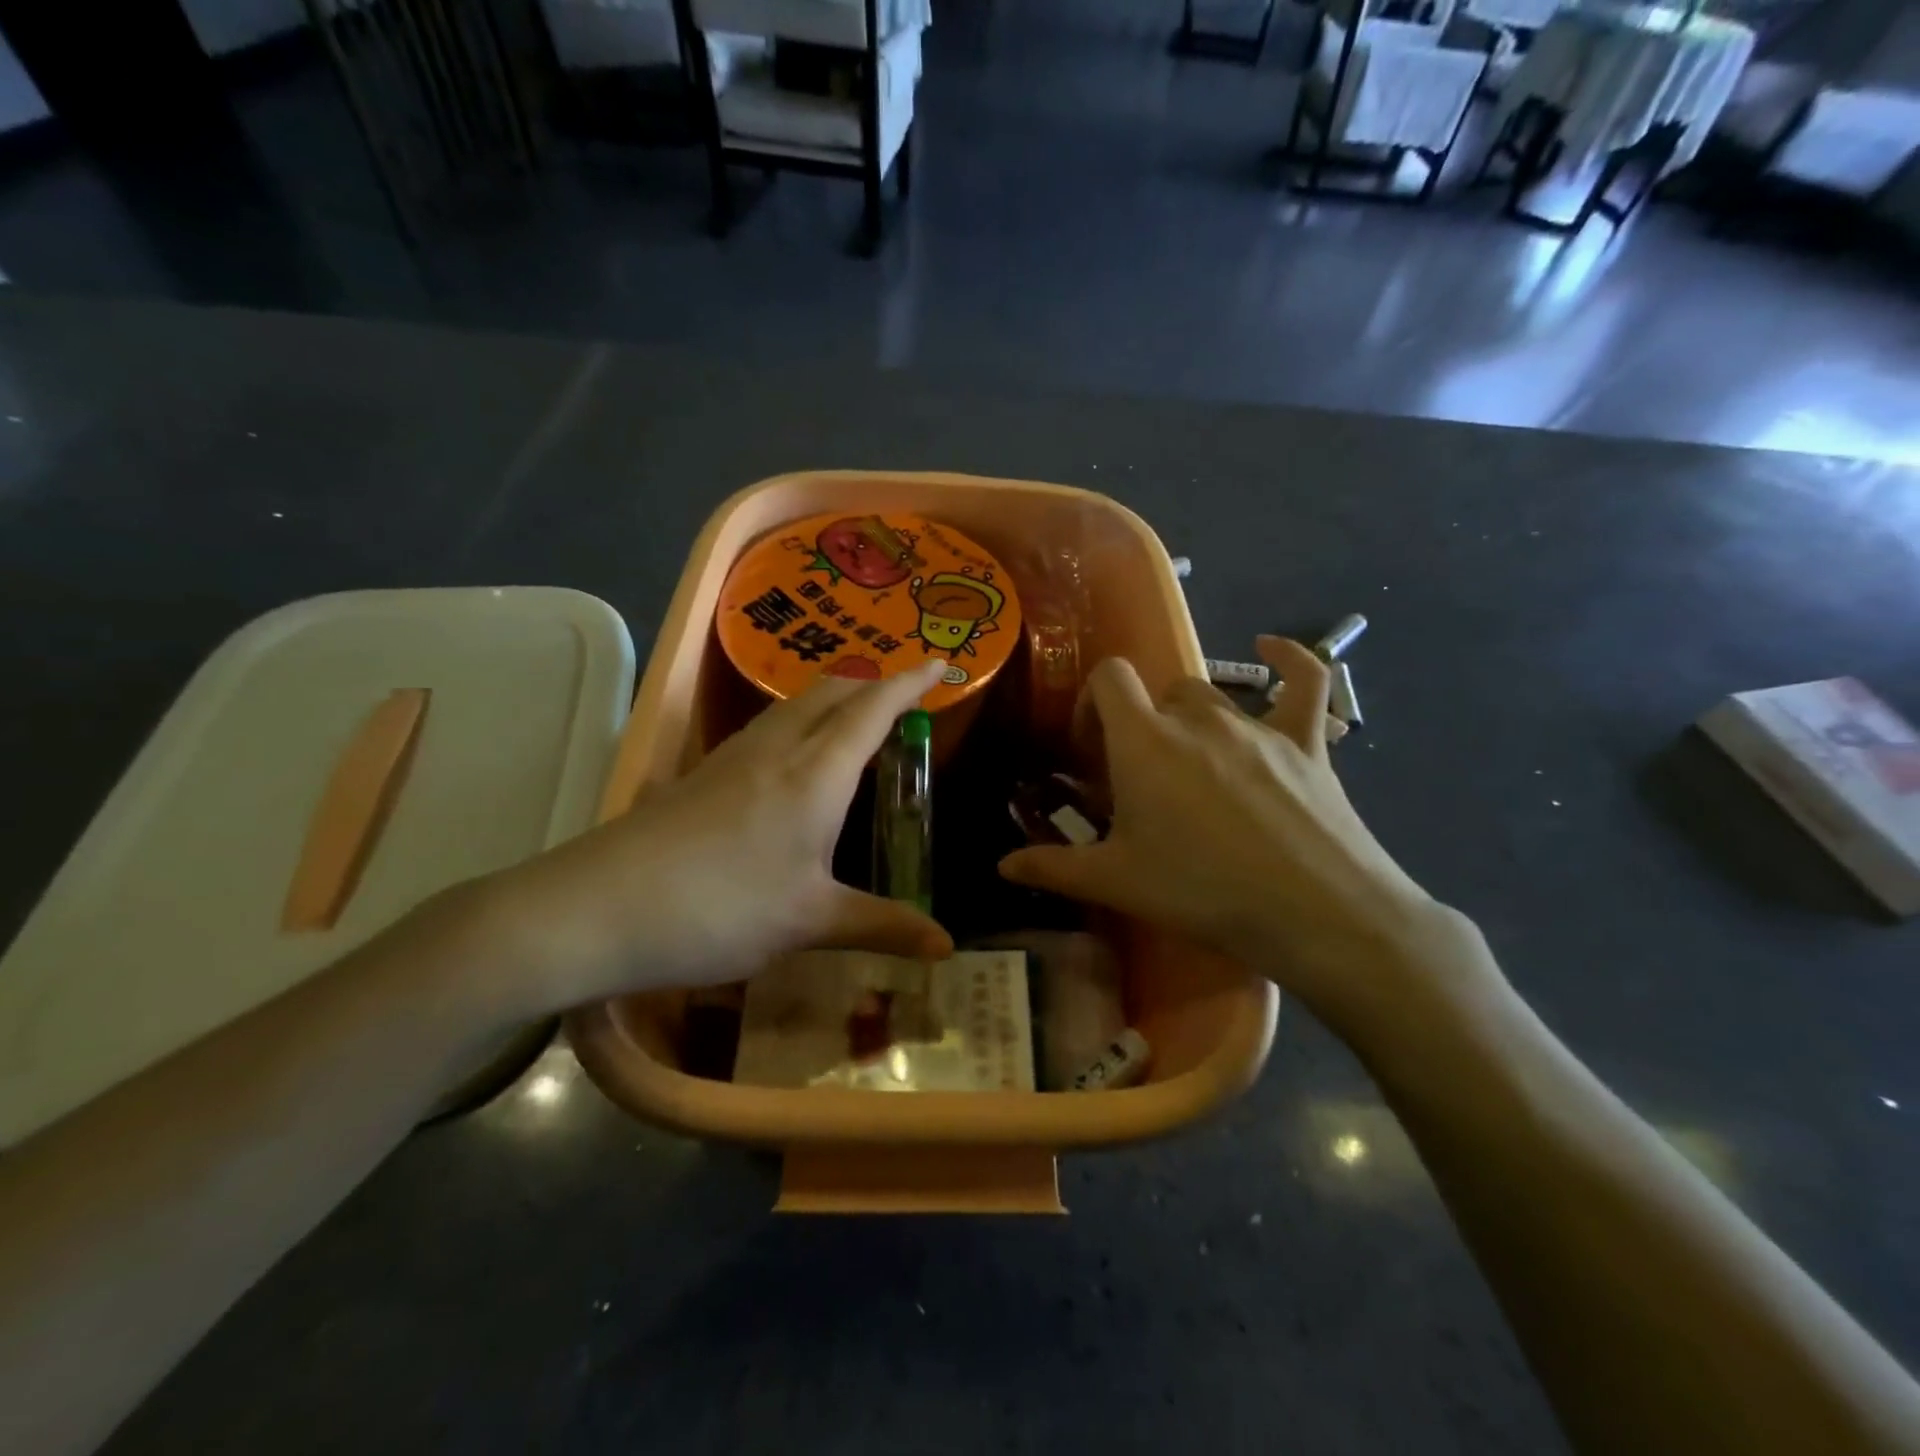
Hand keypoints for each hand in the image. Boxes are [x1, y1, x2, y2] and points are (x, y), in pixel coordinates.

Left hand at [469, 660, 953, 1019]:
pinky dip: (801, 721)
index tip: (942, 662)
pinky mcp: (701, 774)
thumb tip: (947, 946)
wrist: (595, 909)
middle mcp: (776, 748)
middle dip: (874, 682)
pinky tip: (793, 757)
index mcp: (815, 773)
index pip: (873, 708)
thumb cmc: (719, 909)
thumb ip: (881, 925)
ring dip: (834, 697)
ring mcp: (732, 756)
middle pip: (832, 691)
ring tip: (857, 717)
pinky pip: (767, 726)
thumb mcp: (809, 921)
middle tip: (905, 695)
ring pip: (795, 704)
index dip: (911, 681)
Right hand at [999, 638, 1470, 1034]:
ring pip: (1210, 697)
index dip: (1093, 705)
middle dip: (1142, 725)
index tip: (1091, 752)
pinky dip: (1288, 660)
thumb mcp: (1117, 882)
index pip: (1108, 679)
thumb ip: (1053, 868)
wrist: (1315, 913)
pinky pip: (1302, 682)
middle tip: (1142, 781)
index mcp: (1144, 740)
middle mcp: (1196, 717)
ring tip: (1192, 769)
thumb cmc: (1202, 891)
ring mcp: (1256, 725)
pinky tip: (1272, 647)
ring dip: (1190, 720)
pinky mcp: (1306, 741)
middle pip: (1157, 694)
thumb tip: (1002, 866)